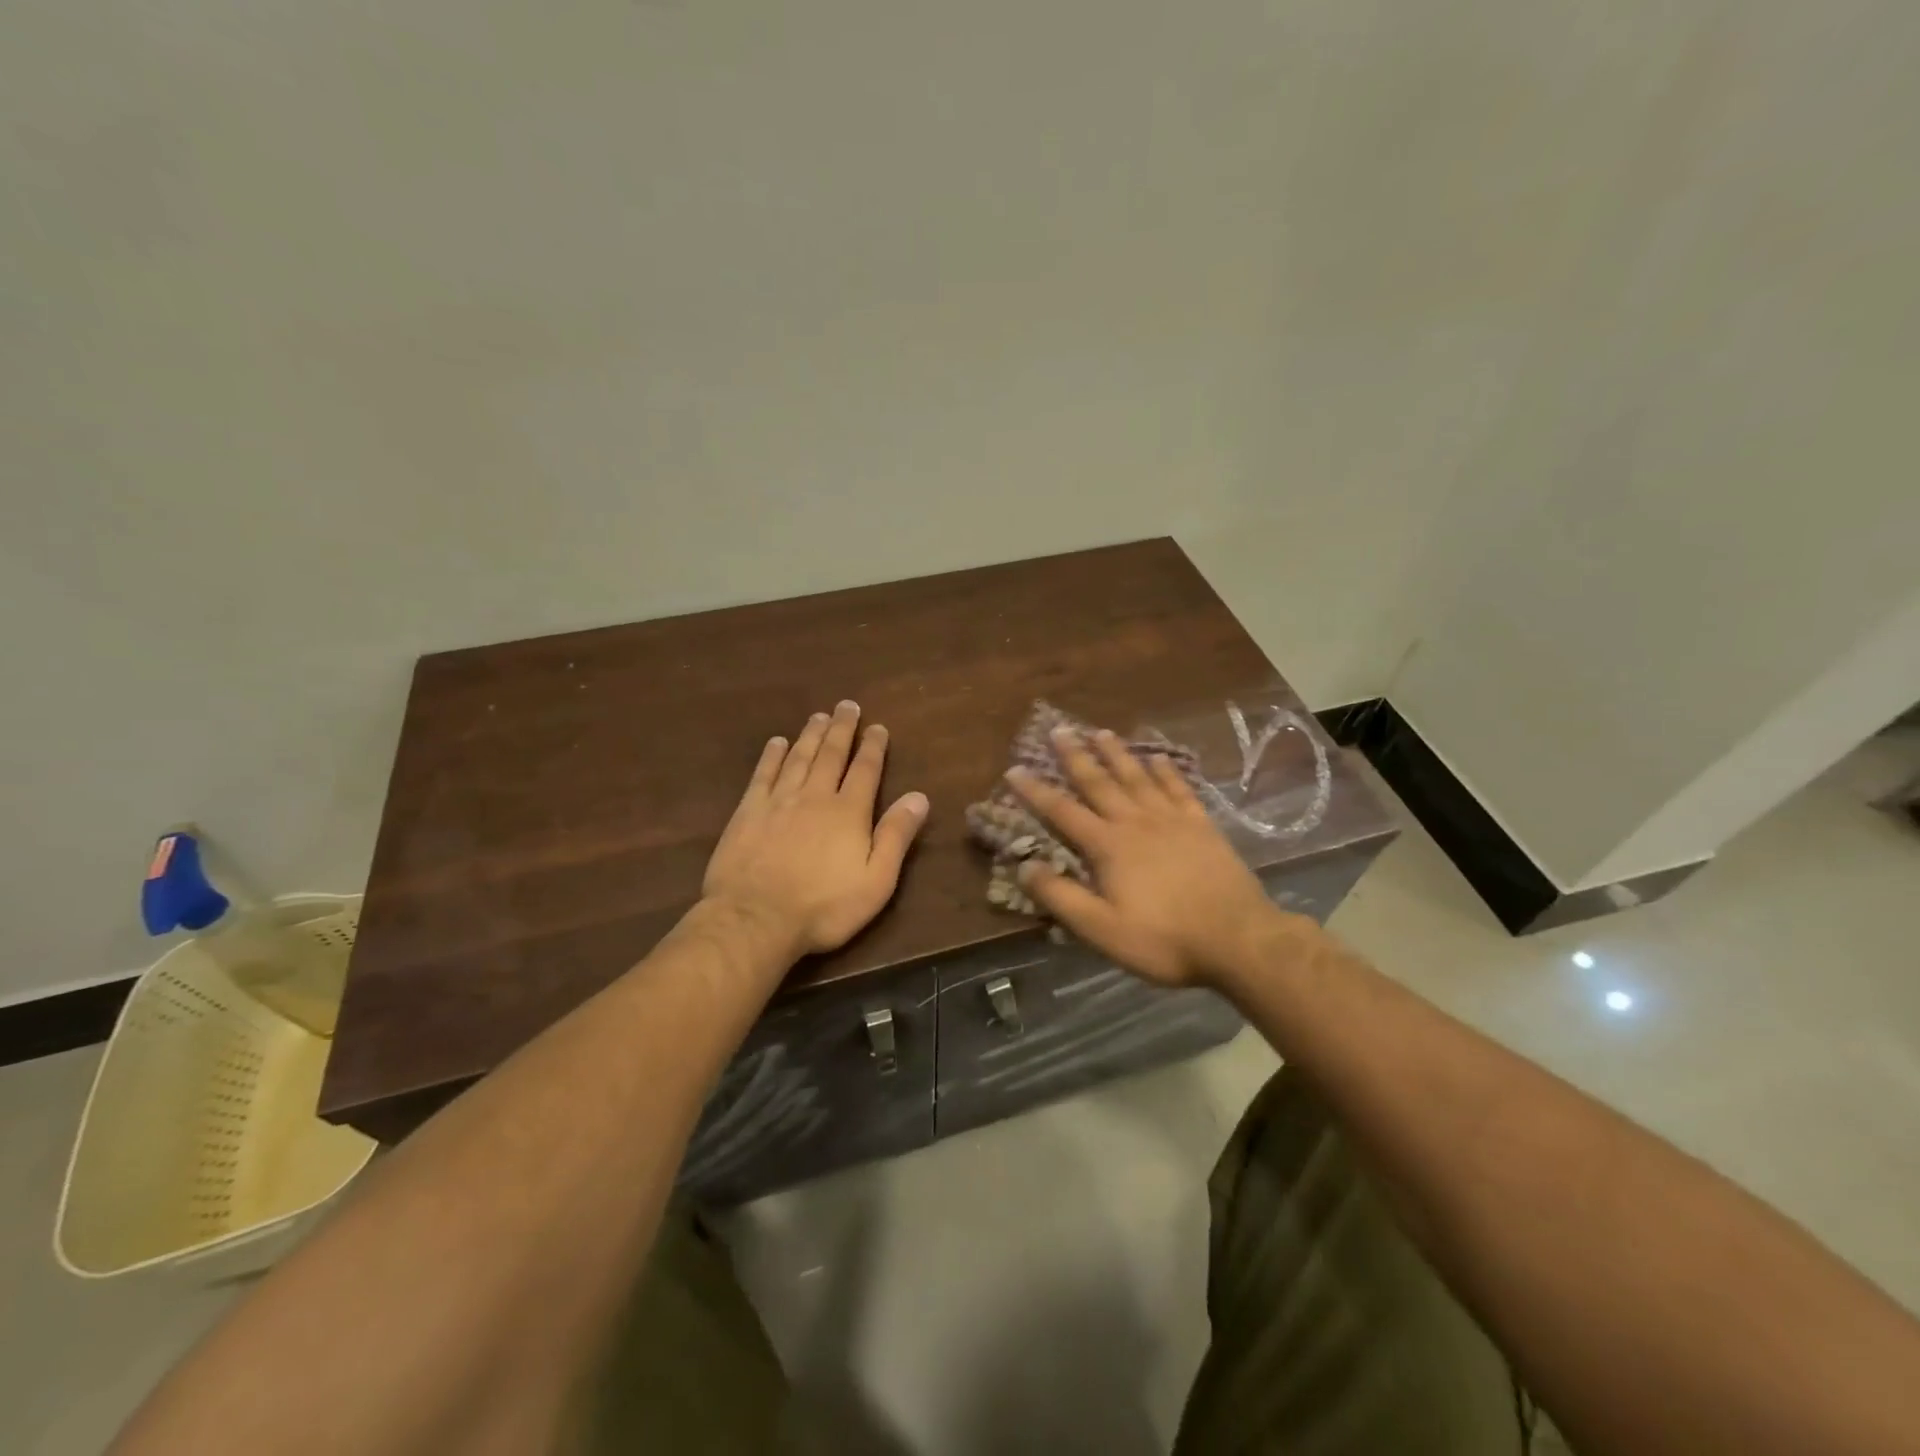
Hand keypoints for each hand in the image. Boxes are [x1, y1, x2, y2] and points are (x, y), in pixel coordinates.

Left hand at [703, 701, 929, 959]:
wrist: (755, 918)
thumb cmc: (823, 907)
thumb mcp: (876, 881)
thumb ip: (896, 836)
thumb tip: (919, 797)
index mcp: (849, 812)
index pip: (865, 770)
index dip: (873, 746)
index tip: (877, 727)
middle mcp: (815, 796)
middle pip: (831, 754)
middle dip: (842, 729)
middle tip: (847, 705)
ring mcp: (779, 801)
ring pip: (799, 758)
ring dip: (811, 735)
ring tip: (819, 716)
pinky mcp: (748, 812)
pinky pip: (763, 774)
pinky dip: (772, 756)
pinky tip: (777, 743)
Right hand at [1008, 727, 1284, 987]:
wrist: (1238, 939)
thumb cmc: (1164, 940)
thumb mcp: (1101, 929)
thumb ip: (1060, 896)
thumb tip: (1023, 866)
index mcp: (1108, 846)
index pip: (1062, 811)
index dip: (1036, 791)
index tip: (1014, 769)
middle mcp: (1136, 822)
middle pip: (1099, 782)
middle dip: (1075, 756)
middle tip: (1058, 730)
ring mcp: (1172, 819)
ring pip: (1137, 776)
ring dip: (1116, 753)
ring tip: (1100, 732)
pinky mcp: (1202, 825)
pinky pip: (1179, 788)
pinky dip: (1165, 770)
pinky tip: (1158, 757)